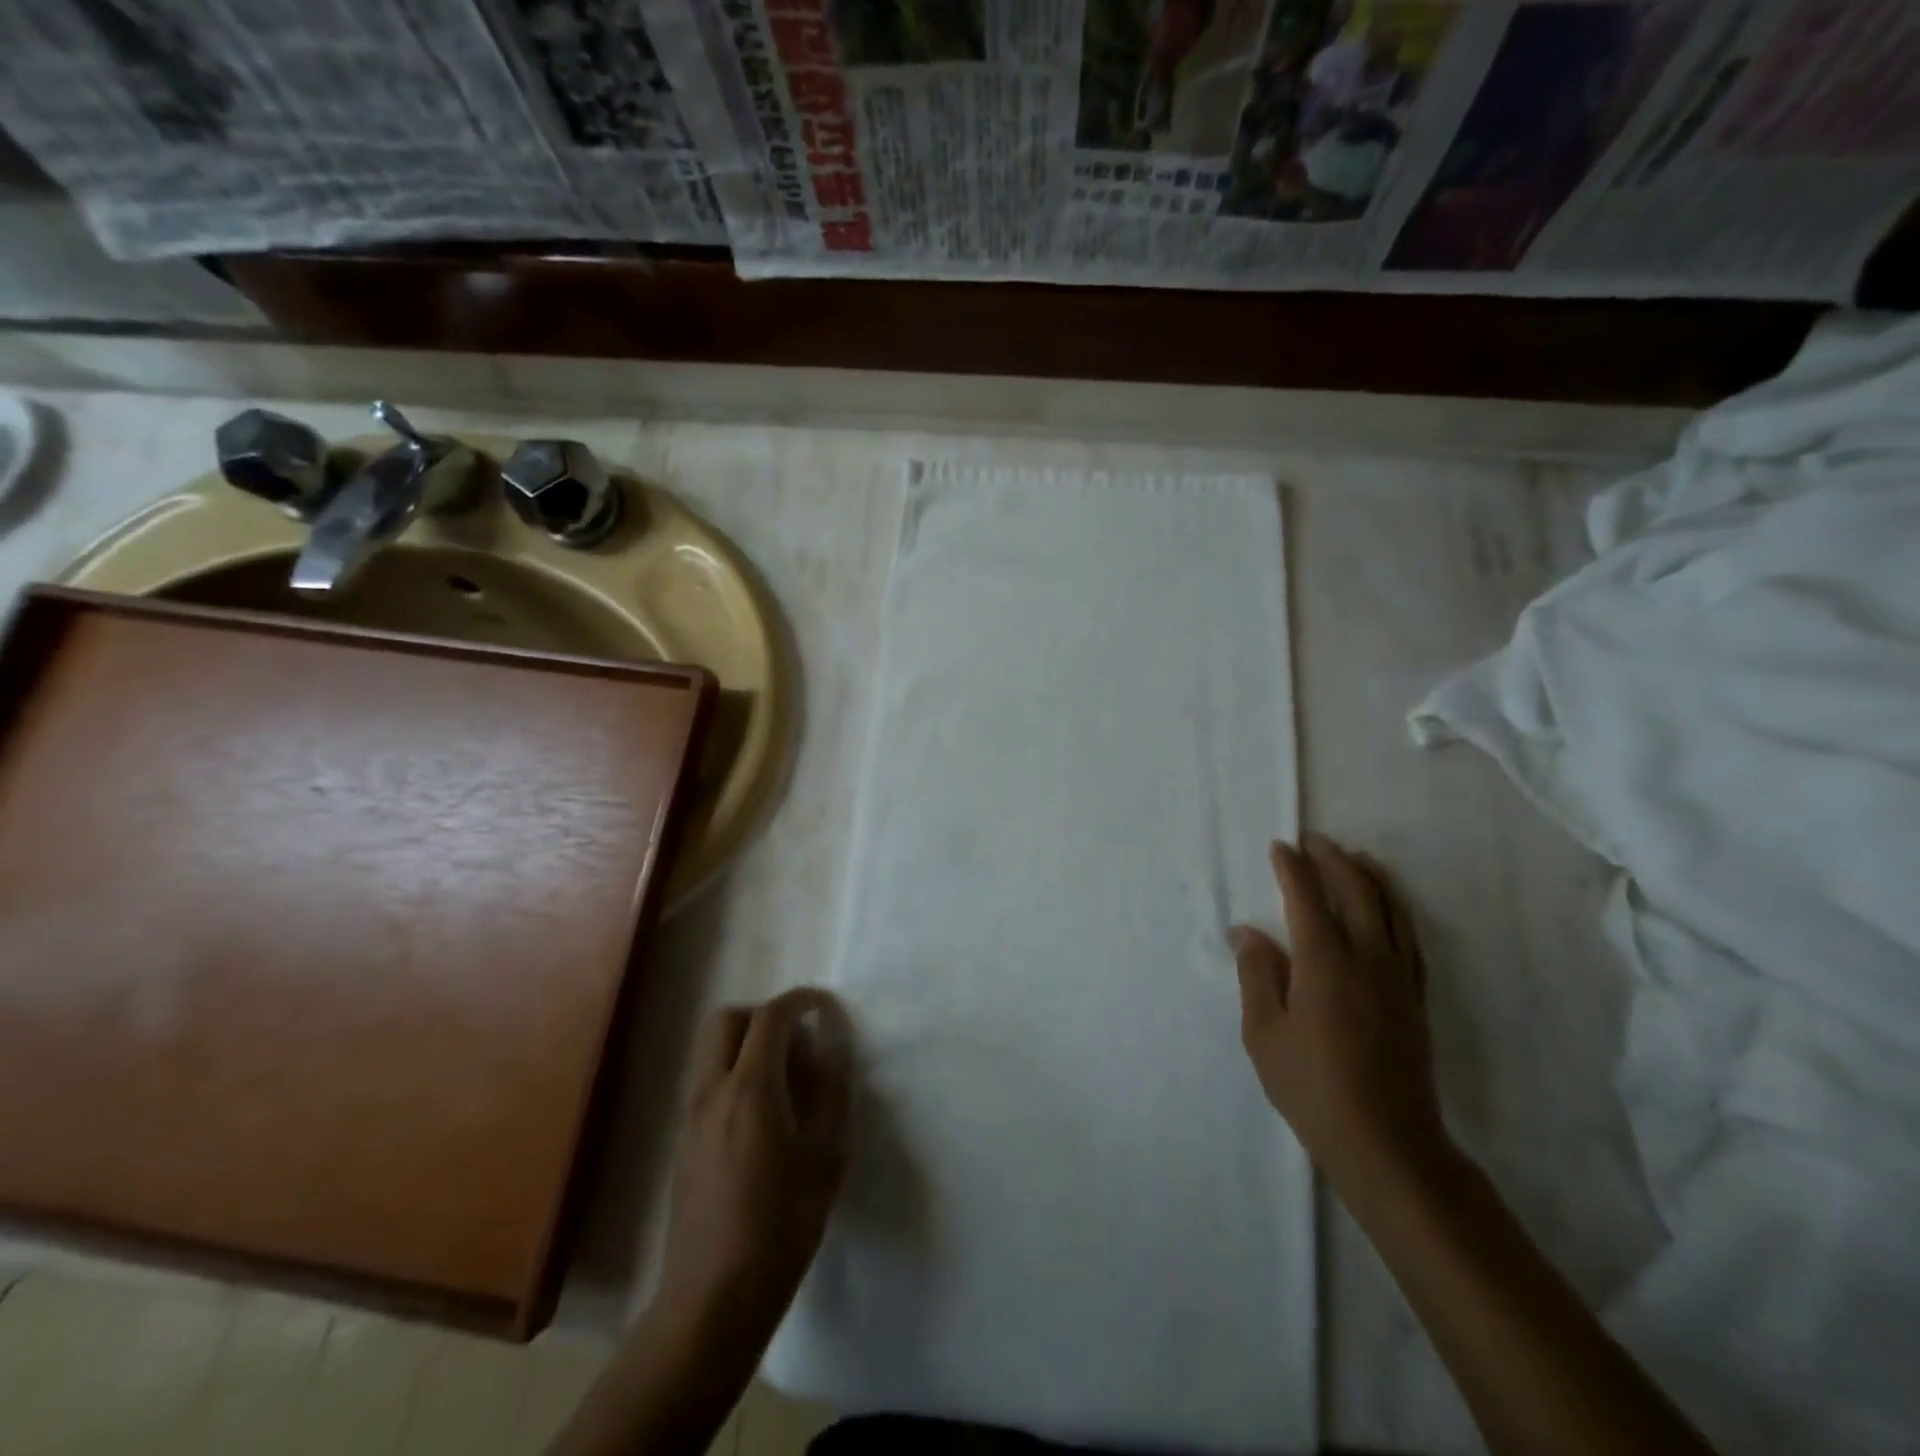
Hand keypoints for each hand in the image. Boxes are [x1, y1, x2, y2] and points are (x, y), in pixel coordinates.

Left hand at [655, 988, 853, 1344]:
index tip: (826, 1006)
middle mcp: (713, 1091)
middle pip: (728, 1019)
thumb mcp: (825, 1157)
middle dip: (765, 1015)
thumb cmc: (781, 1226)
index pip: (770, 1017)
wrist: (714, 1298)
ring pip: (713, 1049)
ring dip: (748, 1042)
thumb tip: (832, 1048)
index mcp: (750, 1089)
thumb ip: (831, 1092)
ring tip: (788, 1077)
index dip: (800, 1001)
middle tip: (800, 1038)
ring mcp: (692, 1116)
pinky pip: (710, 1080)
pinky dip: (736, 1071)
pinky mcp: (685, 1140)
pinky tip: (766, 1114)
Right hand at [1232, 835, 1449, 1195]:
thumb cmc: (1311, 1086)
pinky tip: (1390, 909)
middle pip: (1356, 891)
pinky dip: (1398, 910)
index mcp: (1324, 961)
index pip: (1307, 897)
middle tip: (1315, 841)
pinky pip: (1411, 938)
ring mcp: (1398, 977)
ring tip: (1356, 858)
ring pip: (1391, 909)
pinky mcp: (1416, 998)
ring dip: (1371, 877)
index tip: (1280, 846)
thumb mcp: (1263, 1033)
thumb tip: (1248, 932)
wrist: (1387, 1142)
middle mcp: (1367, 957)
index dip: (1292, 868)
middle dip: (1334, 860)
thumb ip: (1257, 974)